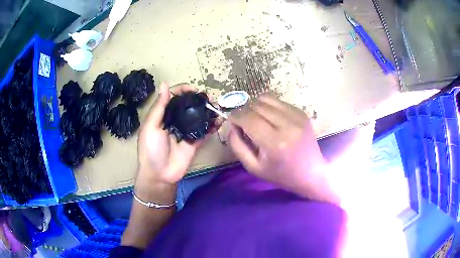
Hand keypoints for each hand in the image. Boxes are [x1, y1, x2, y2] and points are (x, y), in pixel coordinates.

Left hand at [136, 83, 206, 193]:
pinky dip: (213, 125)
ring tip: (217, 107)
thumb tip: (164, 84)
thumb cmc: (151, 150)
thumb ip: (159, 107)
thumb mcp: (150, 126)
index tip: (194, 89)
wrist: (160, 175)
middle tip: (209, 98)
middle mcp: (176, 120)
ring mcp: (187, 131)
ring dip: (208, 110)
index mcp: (163, 115)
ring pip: (199, 116)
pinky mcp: (195, 141)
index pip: (174, 97)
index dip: (183, 90)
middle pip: (188, 105)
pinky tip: (220, 121)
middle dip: (199, 99)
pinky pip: (205, 131)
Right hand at [228, 94, 337, 203]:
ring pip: (266, 98)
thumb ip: (237, 145)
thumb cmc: (281, 174)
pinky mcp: (301, 112)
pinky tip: (271, 119)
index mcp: (274, 143)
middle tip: (244, 123)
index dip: (235, 116)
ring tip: (257, 120)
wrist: (310, 172)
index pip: (248, 118)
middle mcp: (287, 125)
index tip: (232, 121)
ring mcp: (296, 116)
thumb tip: (231, 125)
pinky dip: (269, 107)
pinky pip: (277, 101)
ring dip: (256, 106)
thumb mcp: (253, 167)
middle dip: (245, 112)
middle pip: (256, 105)